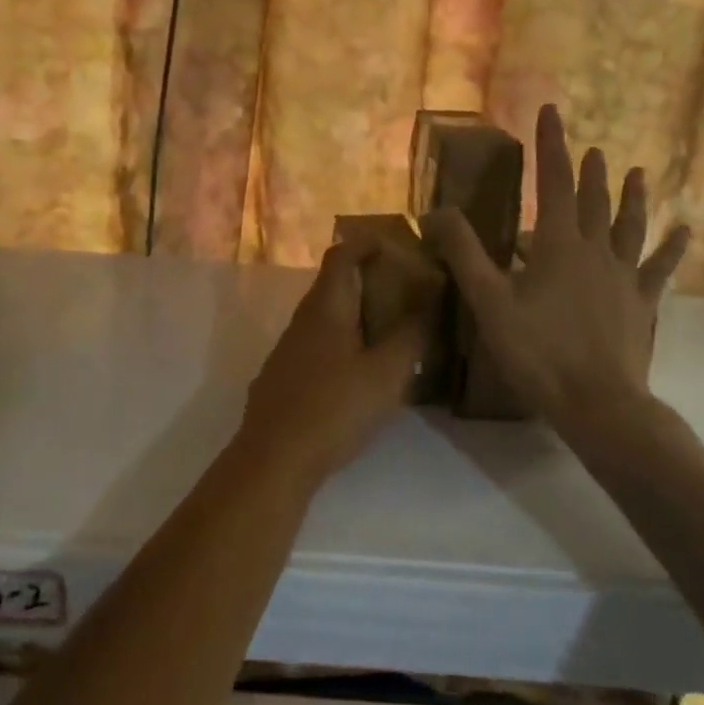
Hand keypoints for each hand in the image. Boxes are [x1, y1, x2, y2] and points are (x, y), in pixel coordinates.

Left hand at [235, 239, 428, 487]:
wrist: (273, 460)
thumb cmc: (333, 409)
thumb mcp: (386, 373)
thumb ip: (411, 334)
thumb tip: (431, 296)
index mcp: (326, 307)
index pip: (342, 253)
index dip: (370, 244)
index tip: (401, 250)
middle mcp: (303, 319)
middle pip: (335, 284)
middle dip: (371, 282)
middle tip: (408, 295)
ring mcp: (289, 349)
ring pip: (327, 317)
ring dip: (358, 316)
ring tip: (393, 334)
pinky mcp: (284, 377)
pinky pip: (319, 344)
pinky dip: (344, 342)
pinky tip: (362, 372)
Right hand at [424, 104, 689, 444]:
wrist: (598, 403)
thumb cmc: (538, 351)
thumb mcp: (489, 301)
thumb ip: (464, 253)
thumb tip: (437, 210)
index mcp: (558, 244)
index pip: (552, 182)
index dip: (551, 145)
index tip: (551, 111)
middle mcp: (595, 250)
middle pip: (593, 200)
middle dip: (588, 171)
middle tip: (591, 147)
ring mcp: (623, 276)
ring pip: (629, 226)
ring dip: (632, 197)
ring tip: (638, 172)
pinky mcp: (642, 303)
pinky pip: (660, 268)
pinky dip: (672, 247)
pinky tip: (686, 230)